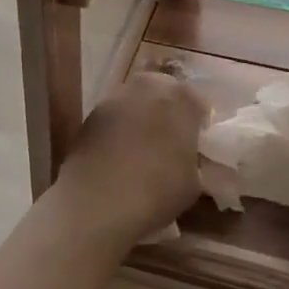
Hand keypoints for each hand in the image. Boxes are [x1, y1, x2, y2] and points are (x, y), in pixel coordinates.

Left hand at [51, 72, 205, 246]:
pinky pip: (114, 117)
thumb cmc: (157, 189)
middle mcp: (147, 87)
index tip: (198, 143)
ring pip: (136, 102)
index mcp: (179, 97)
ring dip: (142, 118)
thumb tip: (186, 156)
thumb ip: (193, 158)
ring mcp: (114, 98)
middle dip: (168, 112)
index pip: (197, 103)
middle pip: (163, 93)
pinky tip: (120, 155)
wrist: (98, 201)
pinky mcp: (90, 114)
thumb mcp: (194, 181)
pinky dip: (120, 129)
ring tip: (144, 148)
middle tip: (171, 141)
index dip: (198, 123)